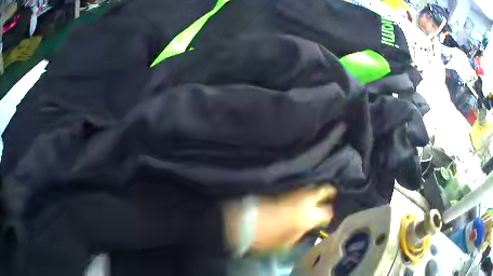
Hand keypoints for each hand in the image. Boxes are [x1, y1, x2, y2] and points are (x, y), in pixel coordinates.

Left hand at [251, 185, 335, 251]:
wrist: (246, 223)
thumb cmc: (269, 238)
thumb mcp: (288, 244)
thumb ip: (300, 235)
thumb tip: (306, 230)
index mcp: (310, 216)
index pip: (328, 212)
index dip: (329, 215)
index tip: (327, 218)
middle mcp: (305, 201)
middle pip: (323, 189)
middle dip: (329, 191)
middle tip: (330, 196)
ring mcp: (293, 194)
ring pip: (310, 187)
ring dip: (315, 191)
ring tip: (316, 198)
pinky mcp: (282, 192)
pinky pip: (298, 190)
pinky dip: (303, 193)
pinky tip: (302, 200)